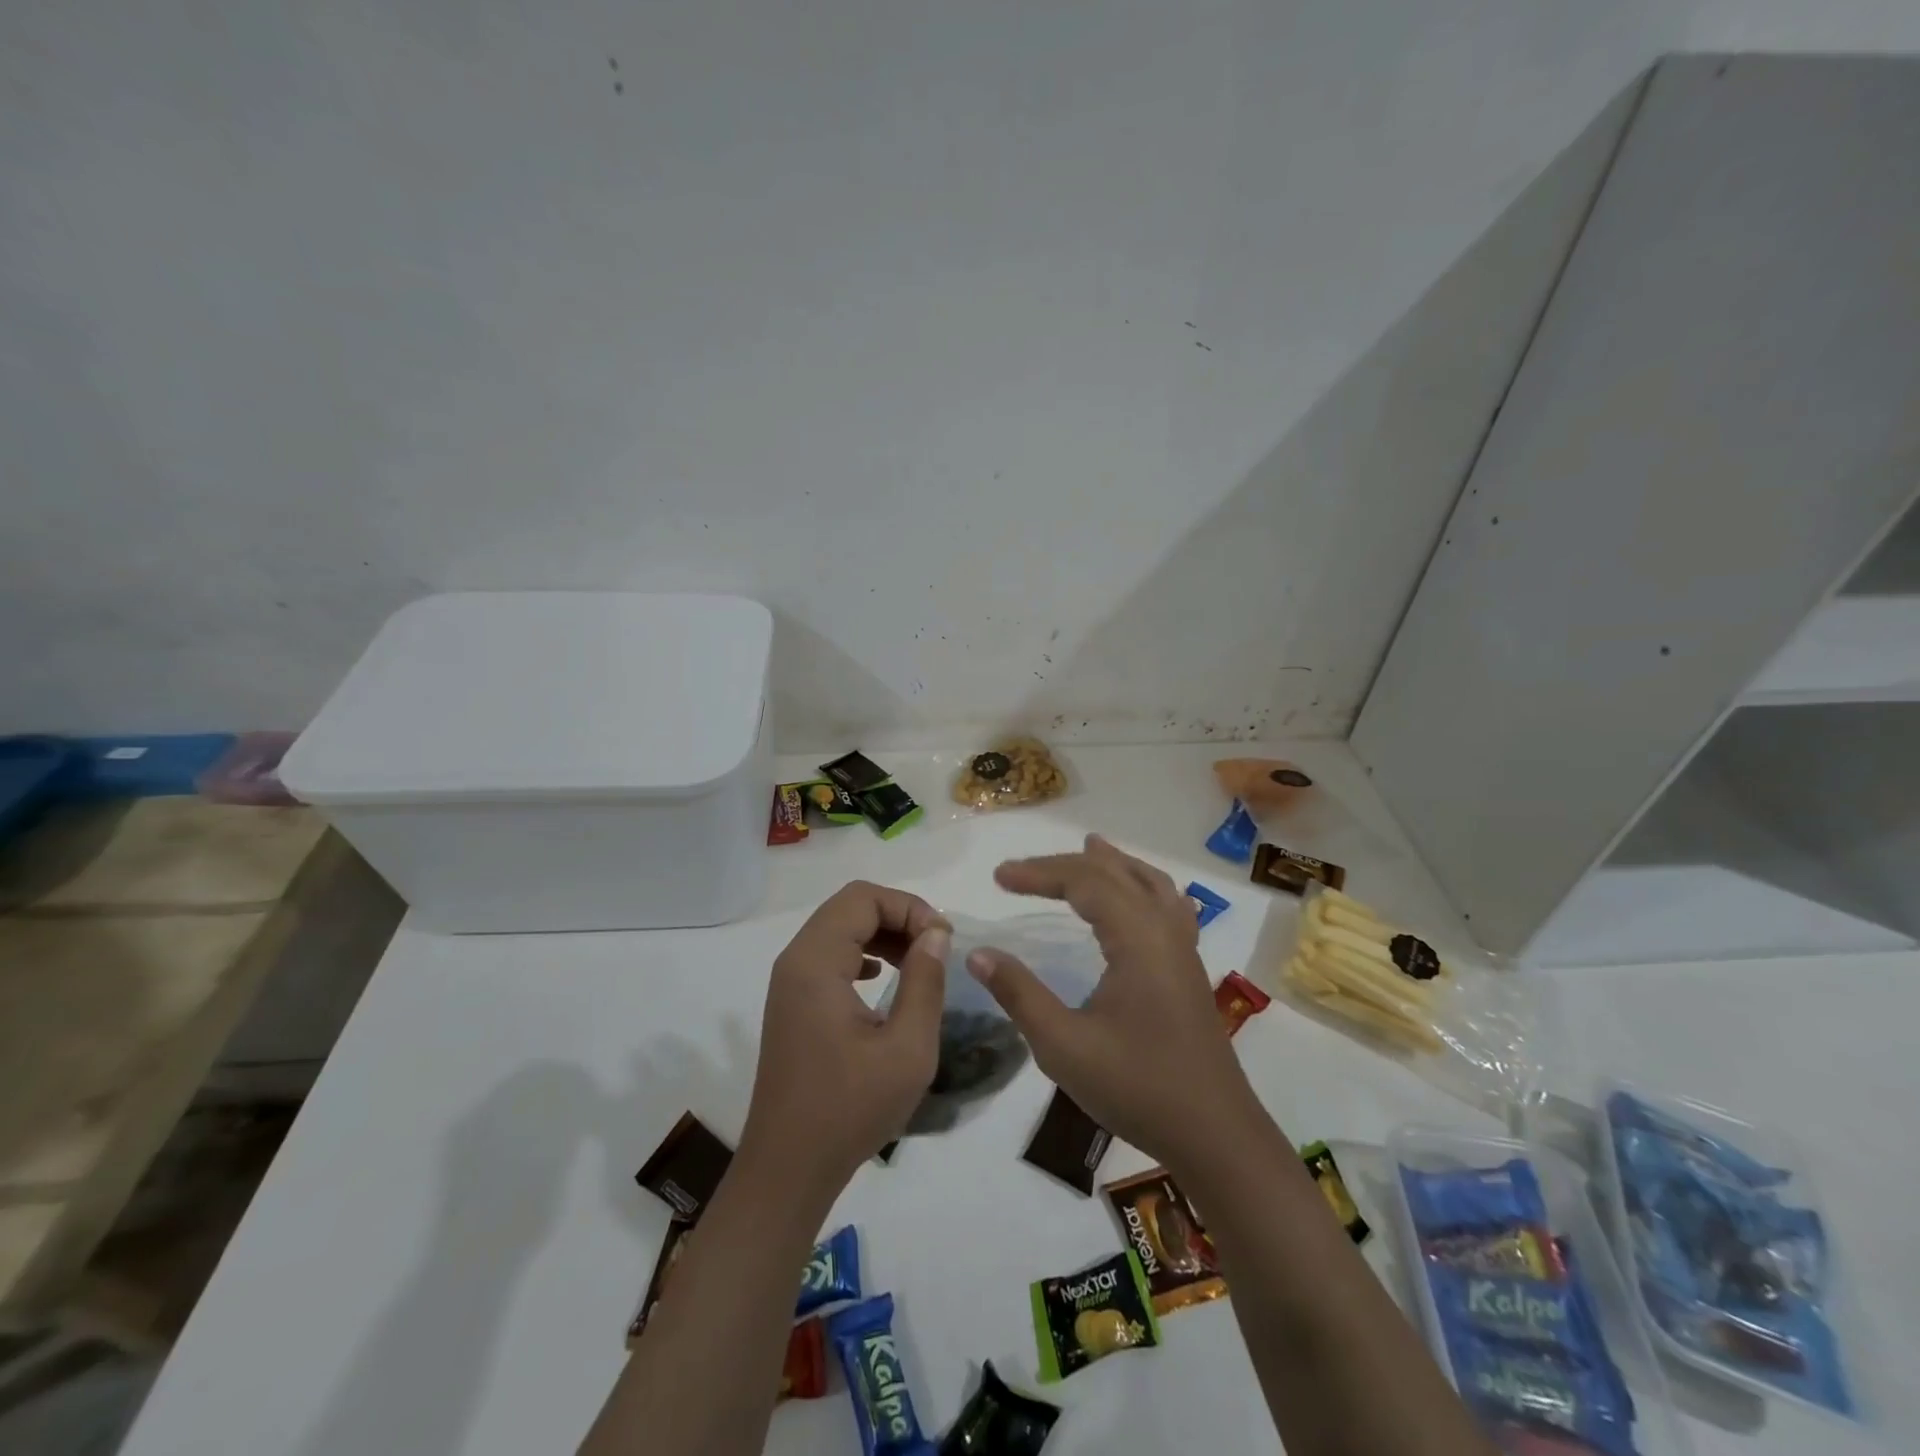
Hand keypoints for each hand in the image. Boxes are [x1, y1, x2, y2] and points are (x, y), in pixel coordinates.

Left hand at [740, 881, 949, 1193]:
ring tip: (919, 961)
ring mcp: (789, 982)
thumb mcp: (907, 1049)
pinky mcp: (793, 1003)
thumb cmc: (849, 1110)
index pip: (863, 898)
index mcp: (815, 962)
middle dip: (898, 915)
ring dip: (882, 933)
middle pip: (850, 907)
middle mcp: (795, 960)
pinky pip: (830, 955)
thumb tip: (936, 934)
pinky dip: (863, 953)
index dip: (909, 907)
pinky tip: (886, 977)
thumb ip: (926, 982)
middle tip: (936, 946)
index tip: (943, 940)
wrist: (788, 1170)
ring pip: (840, 928)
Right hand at [967, 835, 1259, 1167]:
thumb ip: (1019, 994)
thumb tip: (978, 954)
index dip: (1039, 873)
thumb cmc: (1137, 1088)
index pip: (1084, 881)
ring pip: (1149, 883)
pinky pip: (1168, 906)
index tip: (998, 877)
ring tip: (1090, 847)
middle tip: (1021, 872)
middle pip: (1114, 874)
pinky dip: (1144, 886)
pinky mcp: (1190, 970)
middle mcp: (1164, 930)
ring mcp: (1184, 949)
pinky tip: (1139, 898)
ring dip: (1114, 864)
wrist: (1215, 1136)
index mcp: (1137, 938)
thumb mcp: (1063, 1046)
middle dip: (1066, 865)